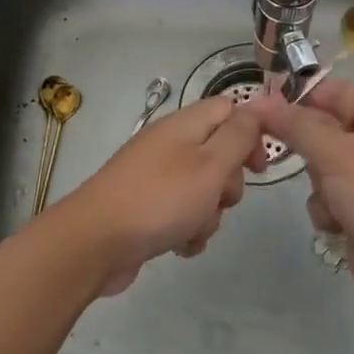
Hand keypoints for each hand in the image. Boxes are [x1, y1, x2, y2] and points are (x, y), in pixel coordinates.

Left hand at [49, 94, 264, 296]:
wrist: (95, 243)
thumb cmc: (160, 199)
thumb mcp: (210, 164)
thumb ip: (238, 135)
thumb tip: (256, 108)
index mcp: (183, 125)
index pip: (229, 109)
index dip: (250, 133)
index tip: (258, 167)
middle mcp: (169, 145)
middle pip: (219, 154)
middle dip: (228, 184)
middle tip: (218, 199)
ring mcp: (155, 177)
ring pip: (203, 190)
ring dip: (208, 214)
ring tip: (191, 228)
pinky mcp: (146, 207)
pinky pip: (182, 214)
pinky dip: (187, 230)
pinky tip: (179, 245)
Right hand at [249, 79, 353, 318]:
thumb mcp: (335, 153)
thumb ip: (296, 125)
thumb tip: (260, 101)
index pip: (339, 92)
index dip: (304, 95)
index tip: (267, 104)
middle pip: (327, 130)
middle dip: (310, 149)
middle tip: (284, 151)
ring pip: (322, 166)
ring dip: (318, 185)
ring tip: (331, 199)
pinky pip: (329, 197)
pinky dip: (327, 209)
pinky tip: (336, 224)